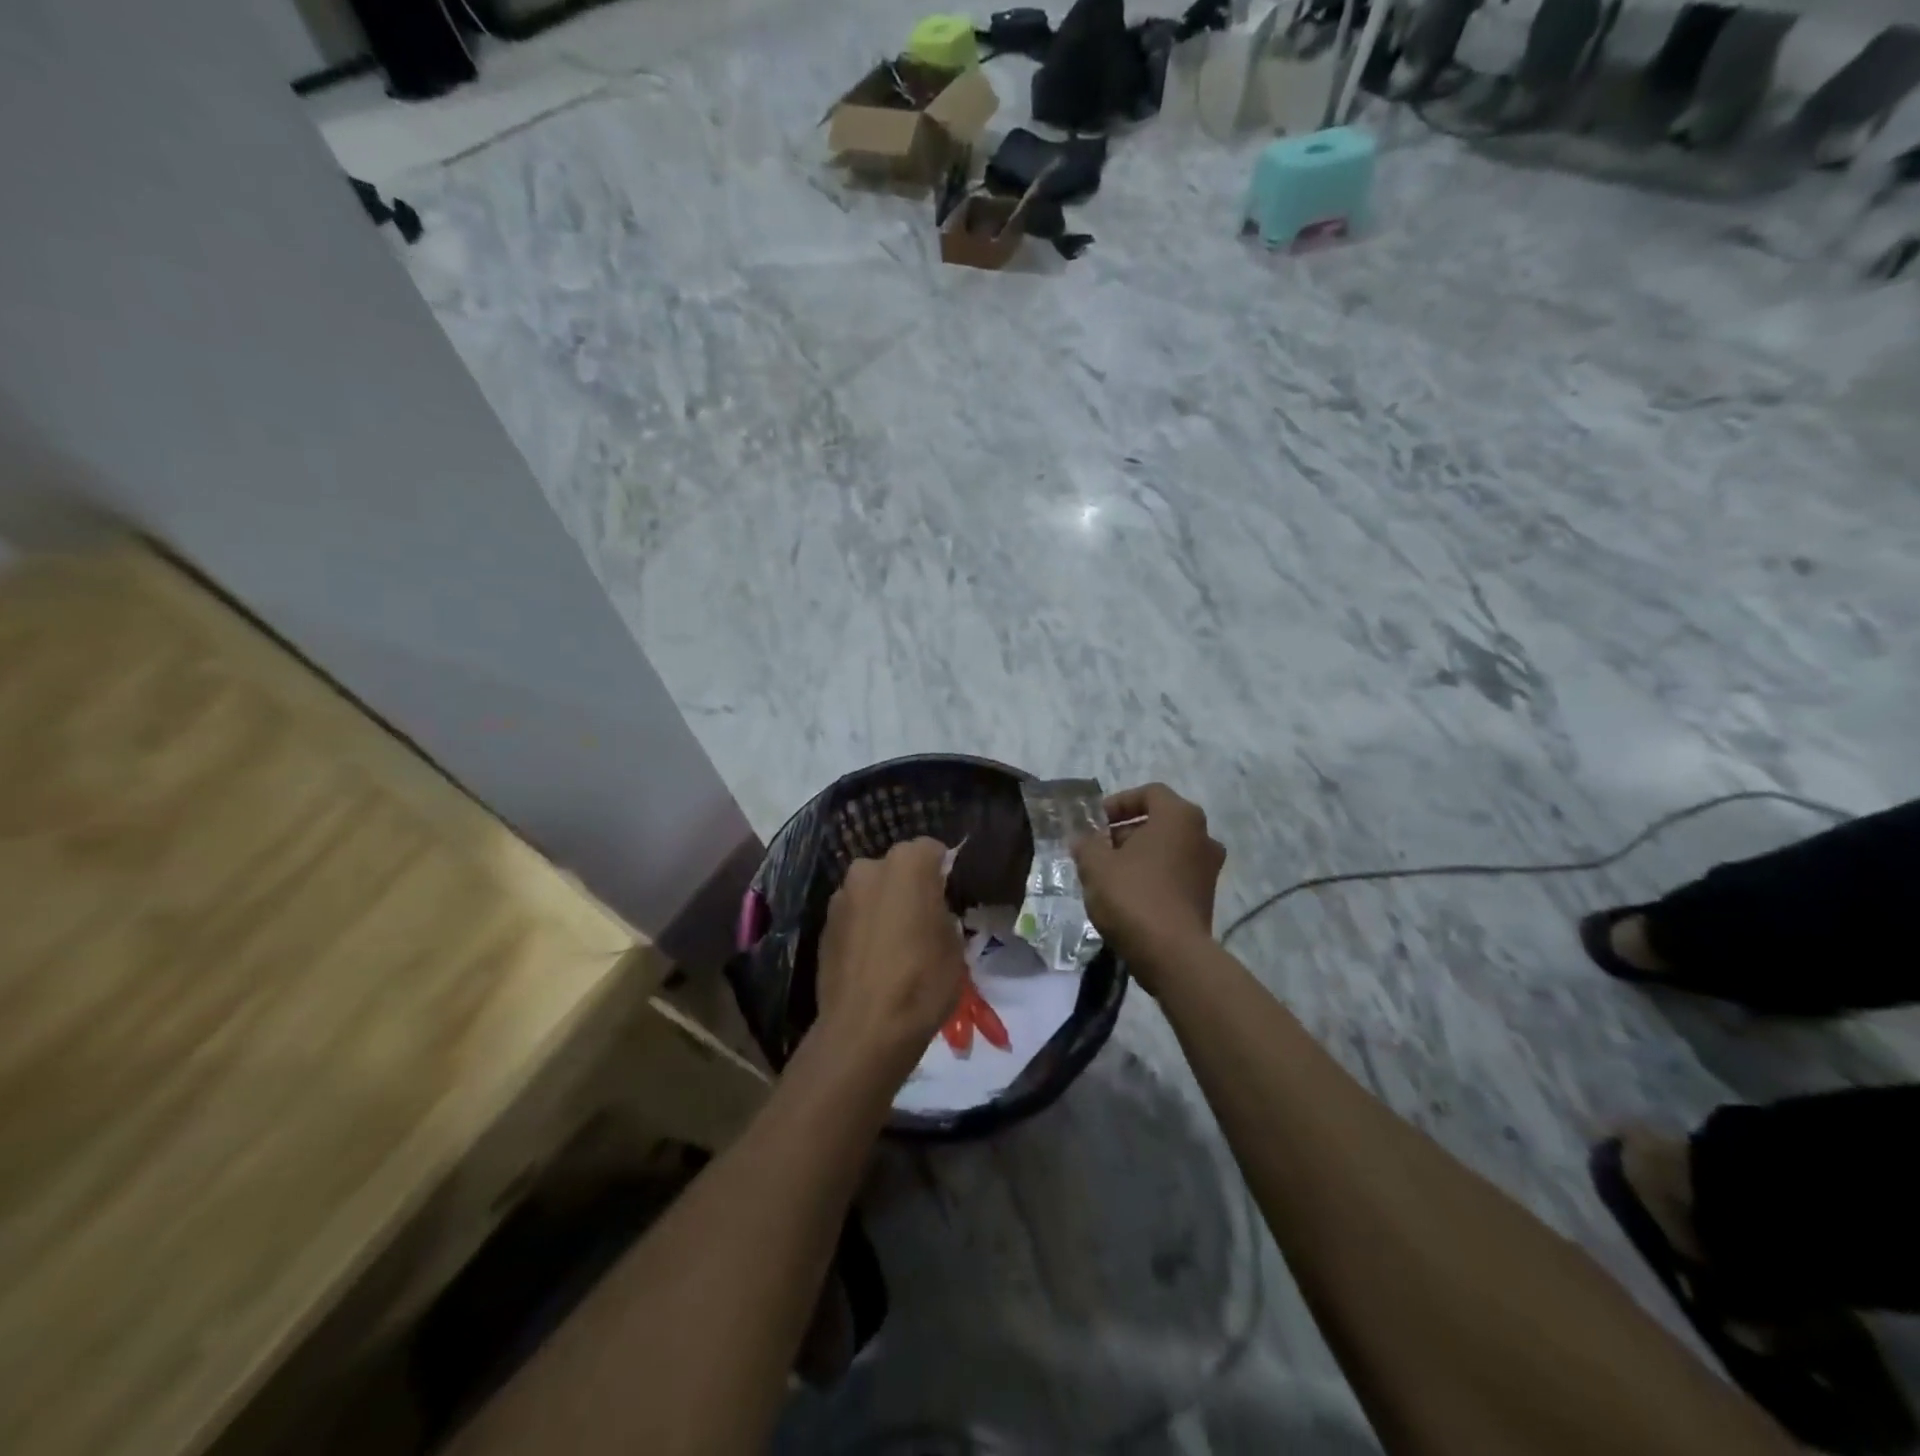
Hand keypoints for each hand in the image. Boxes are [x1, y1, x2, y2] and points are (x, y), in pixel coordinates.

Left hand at [814, 838, 967, 1080]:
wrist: (864, 1029)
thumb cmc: (922, 981)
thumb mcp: (954, 945)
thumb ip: (943, 912)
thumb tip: (933, 910)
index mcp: (907, 864)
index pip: (932, 850)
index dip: (944, 871)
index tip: (950, 896)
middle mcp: (869, 868)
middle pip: (897, 867)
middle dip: (910, 885)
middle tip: (925, 919)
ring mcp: (841, 896)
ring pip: (872, 890)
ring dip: (884, 905)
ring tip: (897, 942)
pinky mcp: (823, 924)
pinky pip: (854, 914)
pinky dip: (864, 926)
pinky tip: (874, 957)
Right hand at [1073, 783, 1224, 989]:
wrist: (1172, 954)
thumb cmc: (1133, 896)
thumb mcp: (1096, 865)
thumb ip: (1086, 844)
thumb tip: (1082, 840)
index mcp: (1180, 817)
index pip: (1150, 793)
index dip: (1119, 802)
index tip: (1095, 822)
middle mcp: (1202, 836)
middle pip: (1159, 822)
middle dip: (1124, 832)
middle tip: (1096, 849)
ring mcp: (1208, 868)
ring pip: (1166, 850)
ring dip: (1137, 856)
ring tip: (1106, 874)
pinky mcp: (1205, 897)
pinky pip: (1174, 874)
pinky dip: (1151, 876)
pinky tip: (1125, 896)